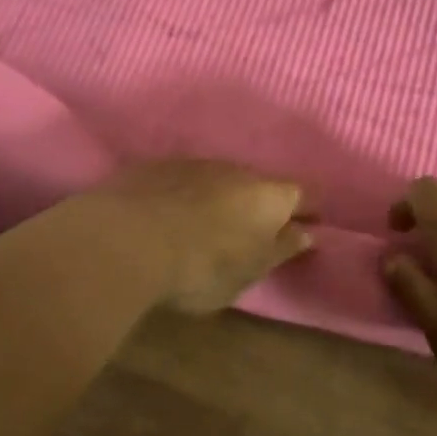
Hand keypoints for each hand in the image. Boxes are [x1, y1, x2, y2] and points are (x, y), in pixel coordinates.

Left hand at [95, 159, 311, 313]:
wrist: (127, 239)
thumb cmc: (202, 266)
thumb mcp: (249, 271)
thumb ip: (280, 249)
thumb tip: (305, 233)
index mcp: (270, 196)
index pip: (304, 194)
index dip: (309, 210)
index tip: (309, 225)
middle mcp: (238, 170)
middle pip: (260, 184)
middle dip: (261, 204)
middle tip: (252, 231)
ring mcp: (196, 164)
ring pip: (220, 179)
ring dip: (221, 198)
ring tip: (207, 225)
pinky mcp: (157, 166)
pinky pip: (183, 180)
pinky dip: (185, 195)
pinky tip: (170, 216)